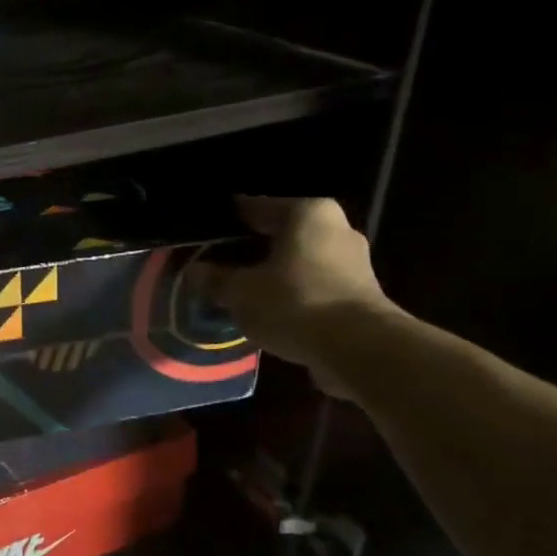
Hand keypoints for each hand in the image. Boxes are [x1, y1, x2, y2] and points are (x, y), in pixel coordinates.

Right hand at [201, 196, 398, 398]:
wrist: (358, 348)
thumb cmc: (294, 302)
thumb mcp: (241, 292)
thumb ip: (216, 280)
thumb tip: (195, 272)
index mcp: (307, 213)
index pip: (260, 206)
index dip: (233, 217)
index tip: (214, 225)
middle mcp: (336, 229)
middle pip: (284, 234)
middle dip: (256, 247)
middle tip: (225, 259)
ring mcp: (354, 263)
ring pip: (301, 261)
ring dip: (277, 272)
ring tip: (245, 288)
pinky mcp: (361, 296)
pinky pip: (315, 285)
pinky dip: (294, 293)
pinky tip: (273, 309)